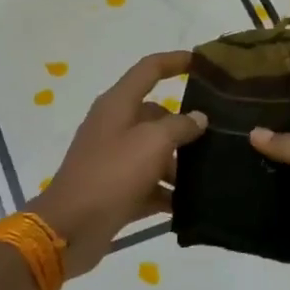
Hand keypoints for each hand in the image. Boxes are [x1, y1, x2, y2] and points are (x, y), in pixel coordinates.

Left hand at [30, 52, 207, 276]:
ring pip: (154, 153)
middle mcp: (114, 127)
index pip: (148, 70)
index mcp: (117, 105)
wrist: (71, 228)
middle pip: (155, 116)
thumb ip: (179, 126)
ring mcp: (113, 160)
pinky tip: (192, 205)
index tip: (203, 63)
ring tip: (211, 176)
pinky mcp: (116, 190)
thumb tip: (197, 118)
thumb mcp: (152, 144)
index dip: (174, 62)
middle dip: (184, 127)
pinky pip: (148, 185)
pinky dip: (166, 192)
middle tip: (219, 138)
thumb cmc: (112, 175)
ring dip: (178, 164)